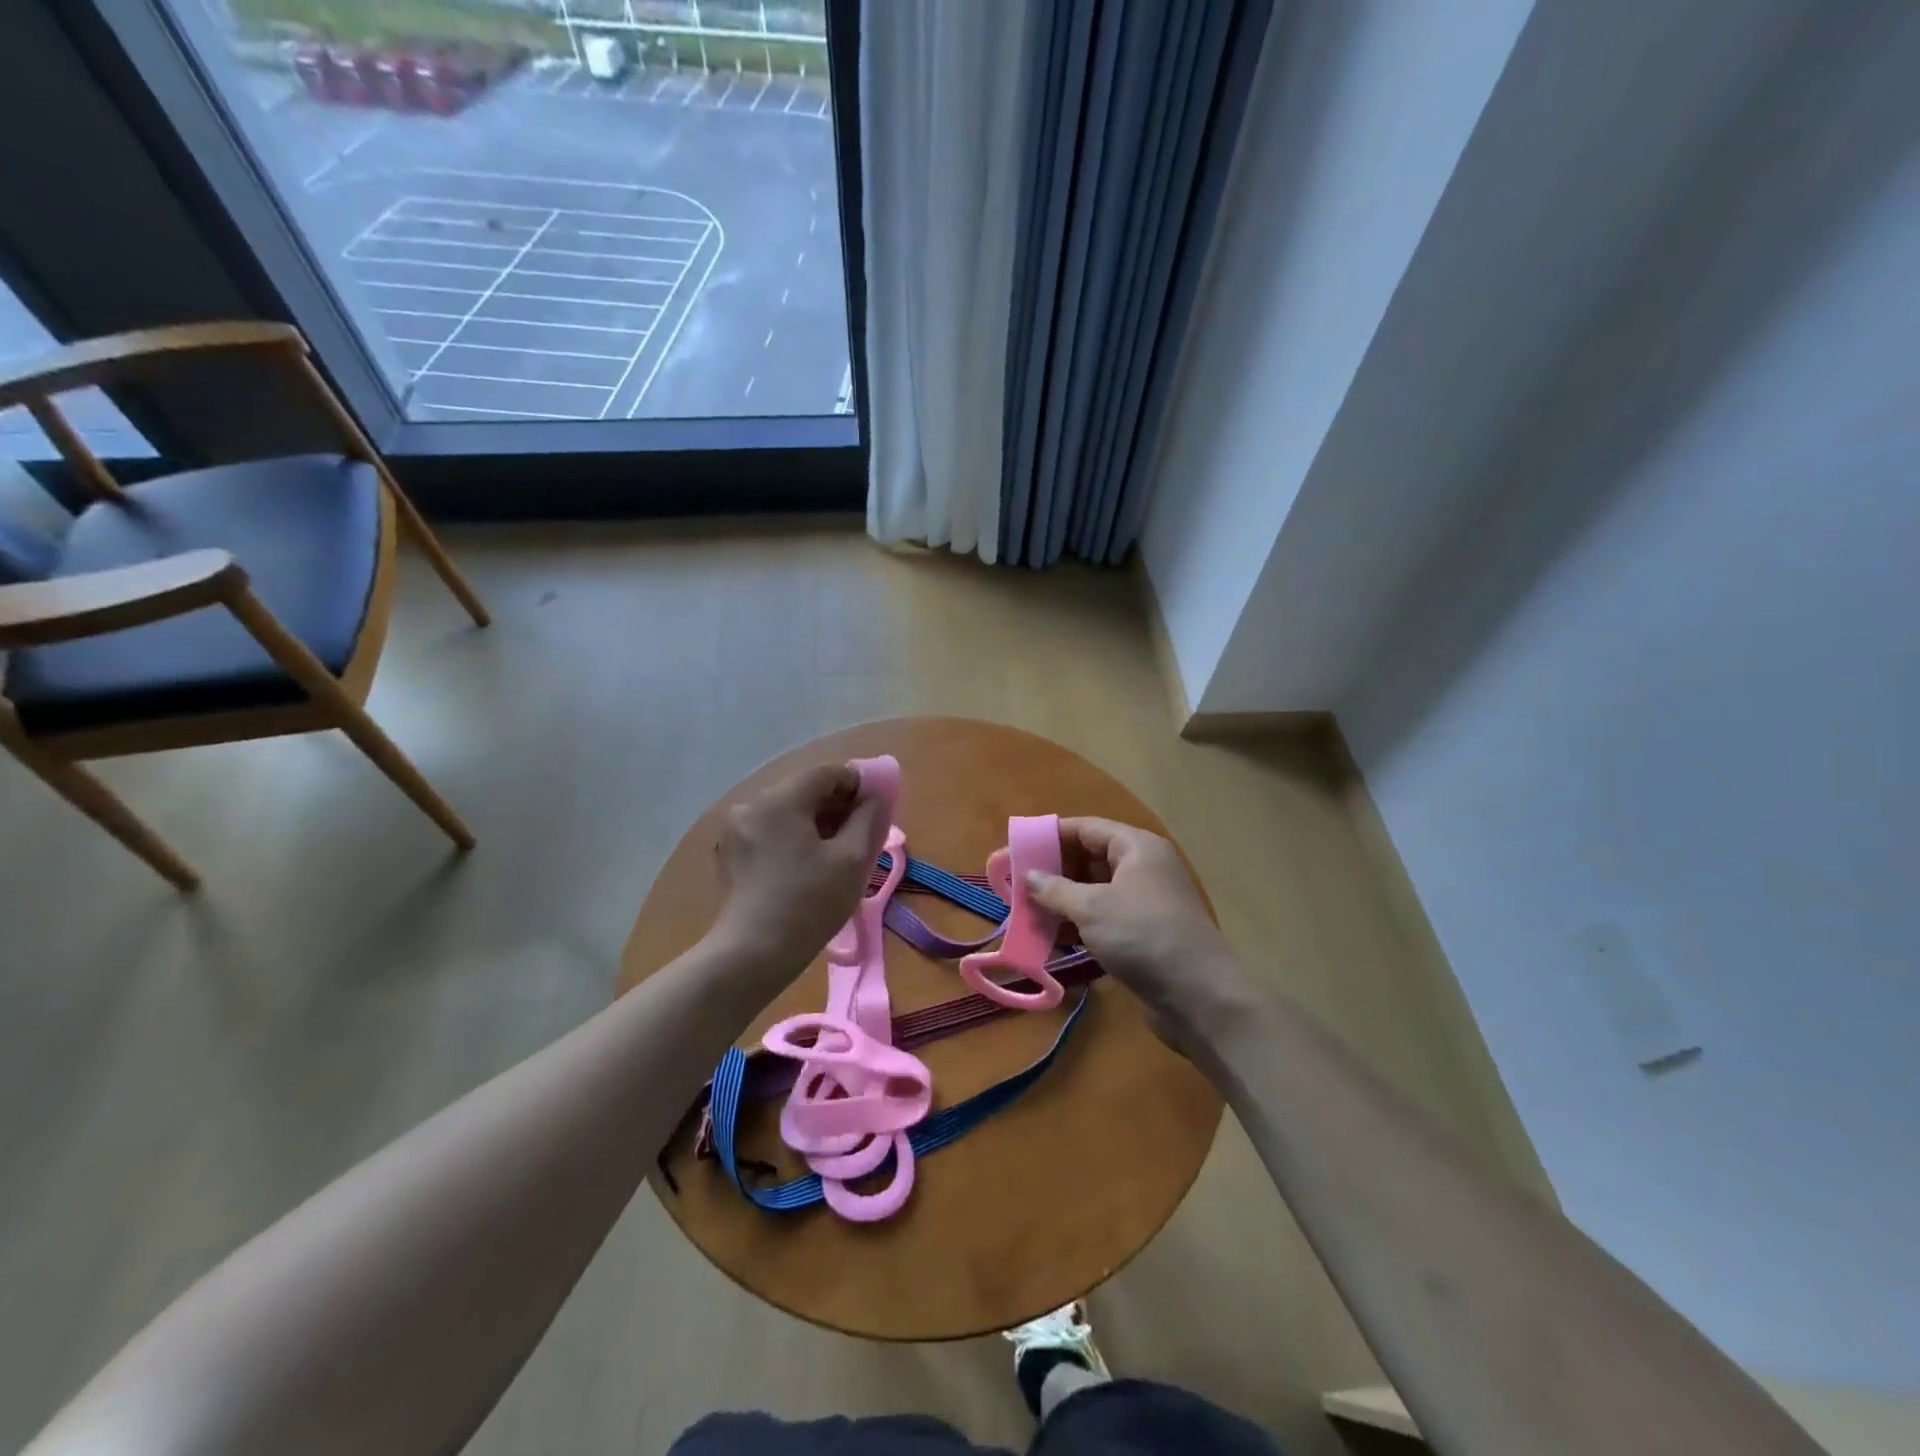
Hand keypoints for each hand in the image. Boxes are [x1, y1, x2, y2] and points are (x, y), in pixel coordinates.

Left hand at [709, 763, 890, 979]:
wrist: (753, 954)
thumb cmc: (809, 903)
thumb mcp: (853, 859)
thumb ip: (869, 818)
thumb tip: (874, 798)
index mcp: (781, 799)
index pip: (827, 772)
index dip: (857, 784)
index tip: (875, 811)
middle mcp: (753, 803)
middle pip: (805, 789)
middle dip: (836, 805)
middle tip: (860, 835)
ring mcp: (737, 828)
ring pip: (787, 810)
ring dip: (815, 822)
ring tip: (835, 854)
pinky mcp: (731, 851)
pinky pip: (771, 829)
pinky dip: (794, 836)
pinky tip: (807, 865)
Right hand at [1025, 818, 1260, 1056]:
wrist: (1199, 995)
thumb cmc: (1142, 935)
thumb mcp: (1091, 908)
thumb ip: (1055, 889)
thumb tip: (1029, 875)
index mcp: (1136, 847)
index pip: (1086, 828)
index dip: (1050, 835)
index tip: (1017, 847)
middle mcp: (1143, 868)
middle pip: (1089, 859)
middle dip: (1053, 872)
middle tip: (1016, 884)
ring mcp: (1145, 903)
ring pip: (1095, 892)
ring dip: (1062, 902)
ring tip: (1025, 913)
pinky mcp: (1144, 934)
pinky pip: (1104, 920)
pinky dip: (1078, 926)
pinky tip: (1051, 940)